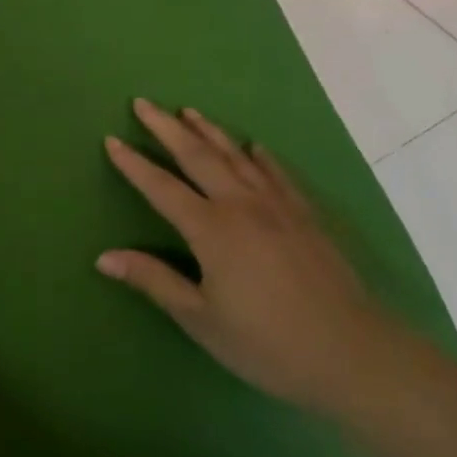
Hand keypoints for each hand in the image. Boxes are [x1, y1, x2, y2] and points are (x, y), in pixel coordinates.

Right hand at [99, 100, 395, 412]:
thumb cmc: (267, 343)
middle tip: (143, 102)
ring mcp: (277, 205)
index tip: (111, 139)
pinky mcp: (306, 215)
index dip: (133, 163)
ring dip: (209, 131)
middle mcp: (241, 205)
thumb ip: (154, 281)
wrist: (353, 354)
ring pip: (235, 156)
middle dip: (166, 128)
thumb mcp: (201, 319)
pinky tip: (253, 146)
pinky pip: (277, 174)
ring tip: (188, 111)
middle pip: (197, 156)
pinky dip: (260, 156)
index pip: (161, 187)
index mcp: (210, 229)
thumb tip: (103, 257)